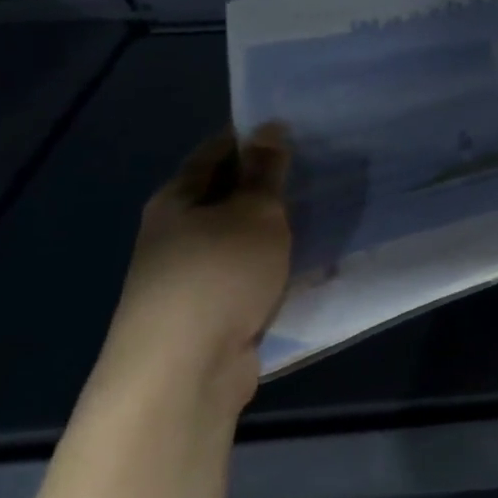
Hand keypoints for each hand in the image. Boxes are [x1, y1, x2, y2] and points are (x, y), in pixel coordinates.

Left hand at [94, 125, 292, 410]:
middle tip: (320, 168)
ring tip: (321, 210)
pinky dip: (272, 262)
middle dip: (267, 183)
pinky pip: (248, 271)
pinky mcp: (210, 309)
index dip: (252, 138)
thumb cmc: (219, 274)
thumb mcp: (254, 212)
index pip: (216, 152)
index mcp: (176, 200)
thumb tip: (268, 127)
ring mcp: (191, 274)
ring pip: (239, 236)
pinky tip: (304, 259)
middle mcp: (176, 233)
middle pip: (226, 194)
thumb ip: (266, 171)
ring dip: (272, 227)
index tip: (297, 130)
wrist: (184, 371)